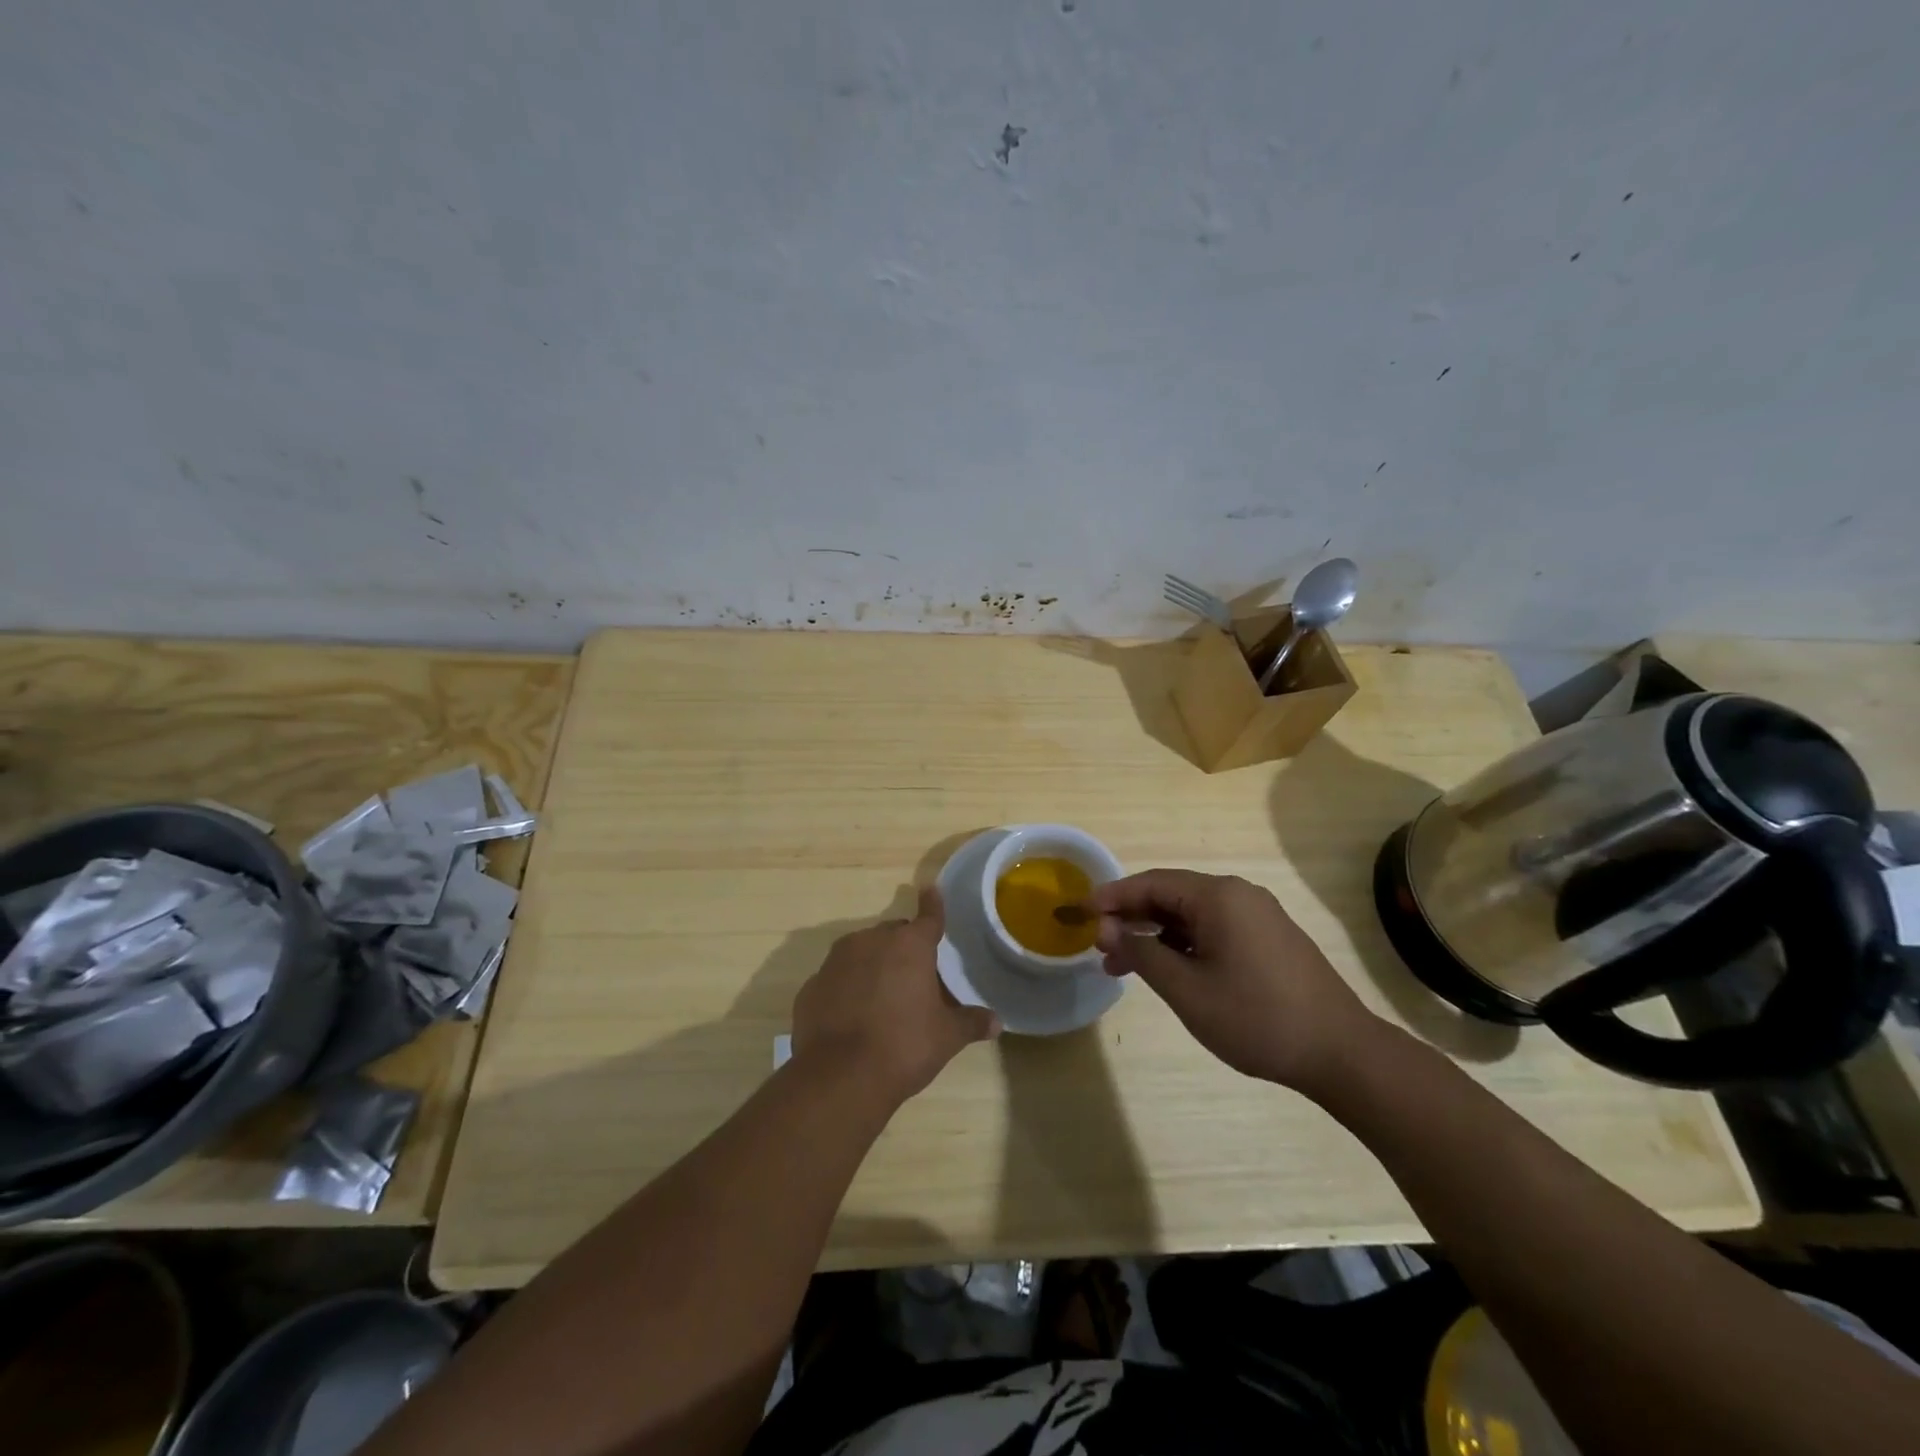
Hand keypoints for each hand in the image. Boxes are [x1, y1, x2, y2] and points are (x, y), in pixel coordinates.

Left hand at [792, 886, 999, 1103]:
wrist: (839, 1077)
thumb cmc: (904, 1046)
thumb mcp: (946, 1037)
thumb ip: (971, 1023)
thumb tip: (996, 1022)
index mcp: (909, 945)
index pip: (928, 917)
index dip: (933, 905)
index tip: (931, 889)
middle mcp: (871, 941)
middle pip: (893, 935)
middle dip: (904, 949)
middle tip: (915, 980)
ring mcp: (836, 961)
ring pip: (861, 952)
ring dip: (873, 966)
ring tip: (882, 1000)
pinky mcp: (811, 986)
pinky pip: (836, 979)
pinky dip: (846, 989)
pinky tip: (852, 1017)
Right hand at [1091, 869, 1384, 1095]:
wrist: (1341, 1053)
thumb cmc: (1256, 1018)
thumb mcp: (1186, 989)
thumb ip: (1141, 952)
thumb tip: (1106, 928)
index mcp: (1218, 896)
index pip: (1151, 883)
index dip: (1112, 897)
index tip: (1080, 912)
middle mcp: (1238, 895)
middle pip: (1170, 896)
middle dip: (1131, 919)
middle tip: (1098, 945)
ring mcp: (1258, 916)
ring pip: (1191, 915)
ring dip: (1155, 935)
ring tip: (1123, 965)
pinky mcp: (1269, 939)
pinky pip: (1214, 929)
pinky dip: (1183, 944)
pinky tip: (1167, 970)